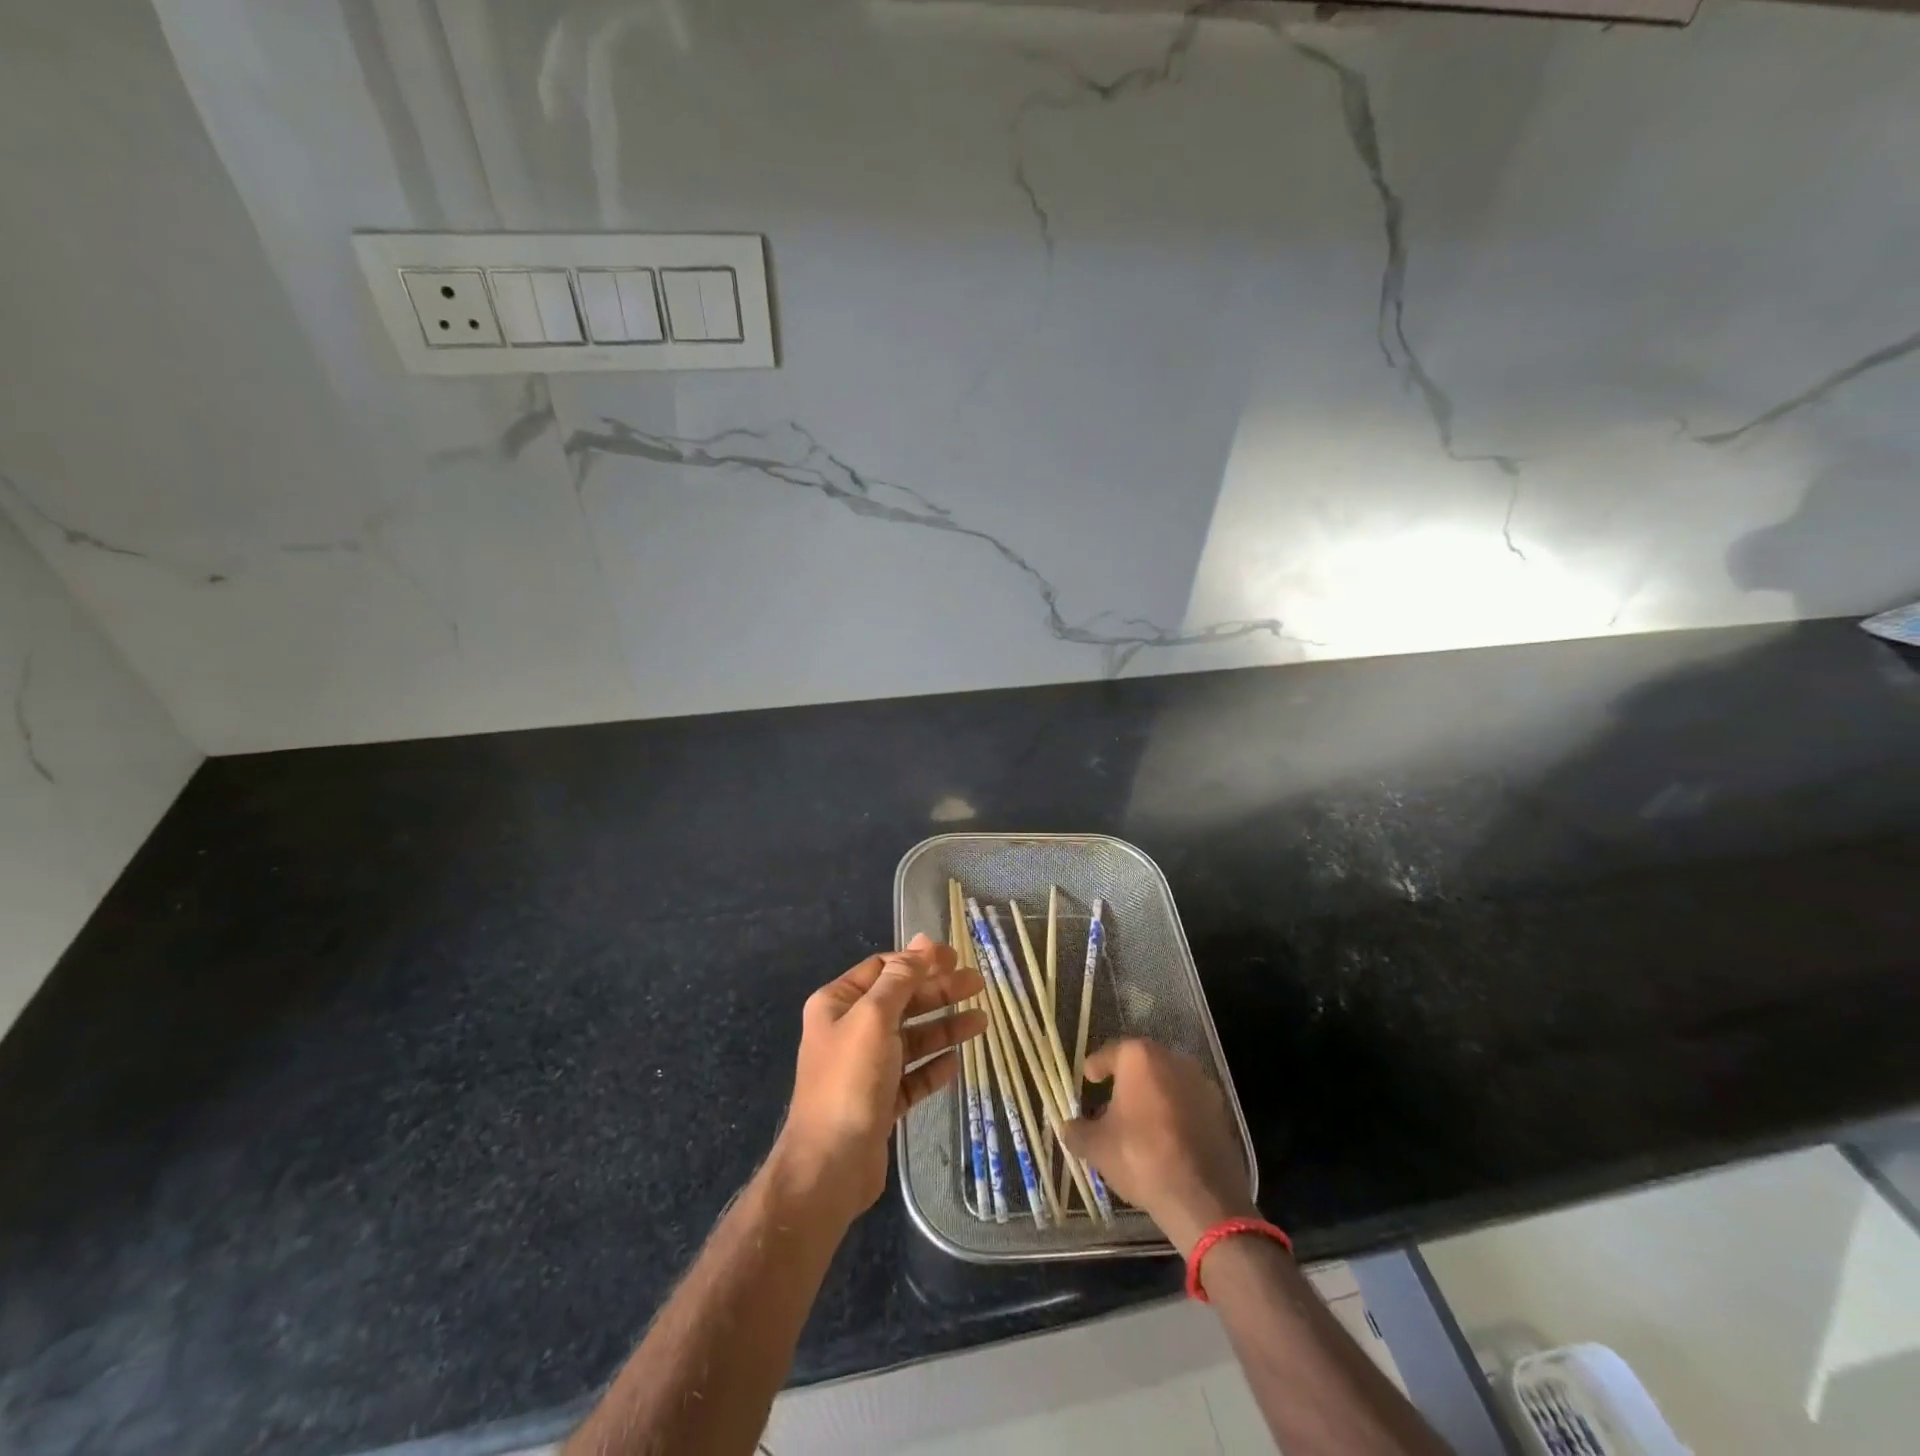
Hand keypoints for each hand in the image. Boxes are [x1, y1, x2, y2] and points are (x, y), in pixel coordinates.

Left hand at [772, 933, 985, 1225]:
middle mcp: (849, 1030)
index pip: (884, 969)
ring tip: (981, 1021)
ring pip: (911, 1038)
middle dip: (938, 992)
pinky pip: (912, 1076)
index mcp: (838, 1003)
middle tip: (978, 984)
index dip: (919, 960)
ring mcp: (865, 1068)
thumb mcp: (874, 1017)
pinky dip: (933, 1067)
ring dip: (944, 1028)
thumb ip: (901, 978)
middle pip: (902, 1001)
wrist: (829, 1166)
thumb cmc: (850, 1080)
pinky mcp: (880, 1101)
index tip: (955, 957)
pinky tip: (956, 1062)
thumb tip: (924, 941)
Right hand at [1061, 1038, 1254, 1255]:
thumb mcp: (1096, 1147)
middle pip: (1141, 1066)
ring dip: (1151, 1097)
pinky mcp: (1220, 1110)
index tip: (1087, 1079)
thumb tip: (1067, 1127)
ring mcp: (1201, 1083)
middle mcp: (1172, 1059)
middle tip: (1109, 1103)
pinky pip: (1187, 1104)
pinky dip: (1174, 1114)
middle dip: (1124, 1082)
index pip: (1109, 1054)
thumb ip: (1077, 1131)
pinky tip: (1164, 1138)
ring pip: (1166, 1083)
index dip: (1095, 1067)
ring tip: (1137, 1124)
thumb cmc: (1141, 1158)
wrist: (1203, 1198)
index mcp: (1139, 1058)